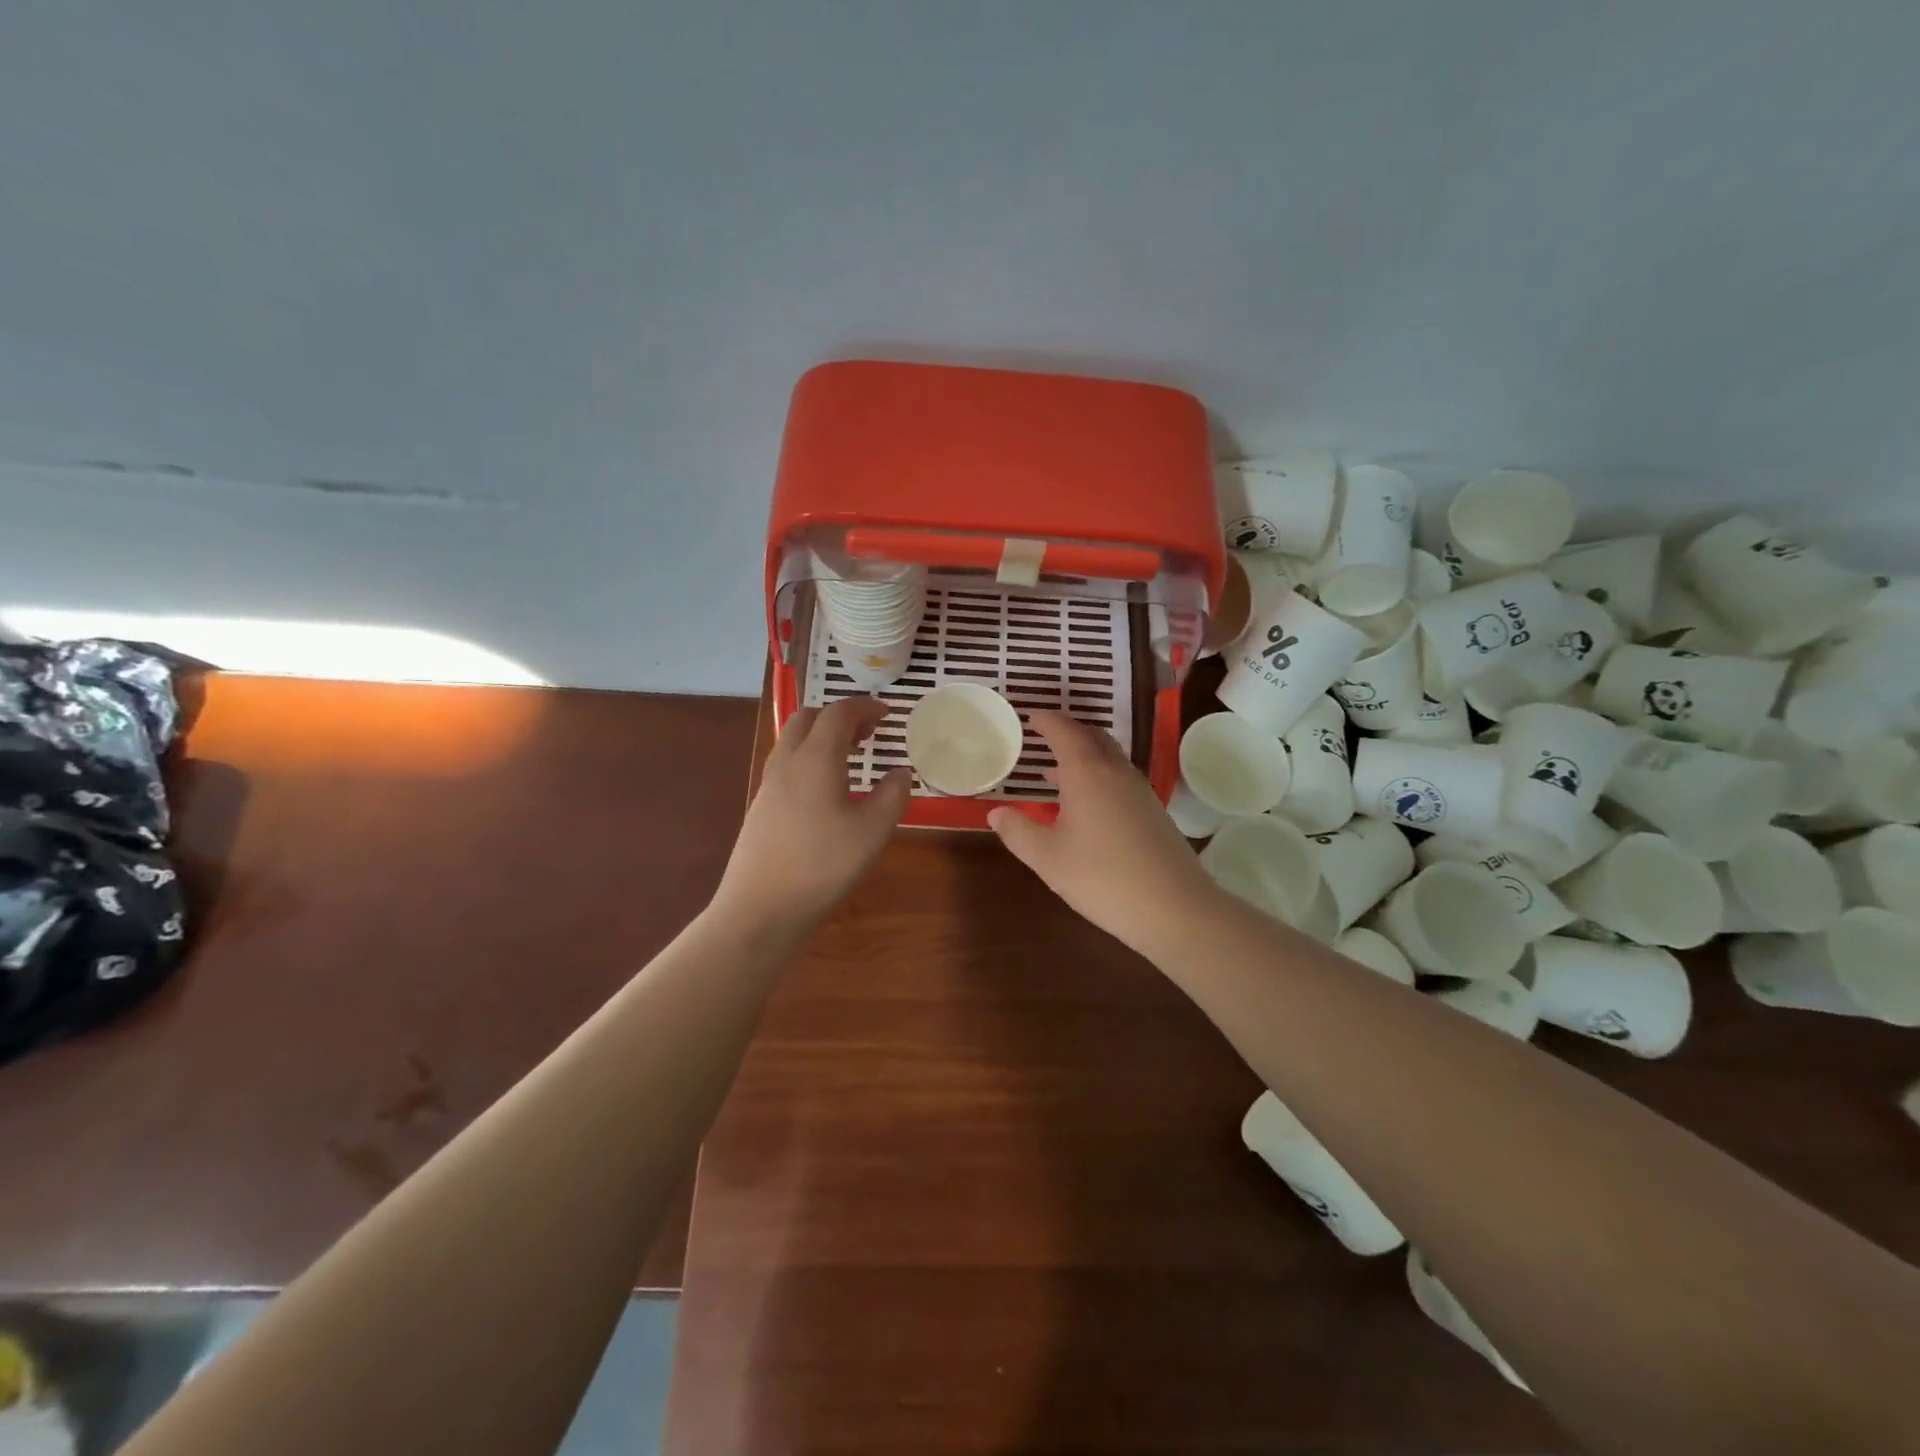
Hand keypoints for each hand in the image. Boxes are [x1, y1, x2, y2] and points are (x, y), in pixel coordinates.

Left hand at [715, 697, 910, 929]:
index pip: (838, 713)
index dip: (865, 707)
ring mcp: (769, 785)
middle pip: (809, 718)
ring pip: (794, 741)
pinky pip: (787, 765)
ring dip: (822, 737)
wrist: (760, 907)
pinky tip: (826, 790)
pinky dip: (810, 759)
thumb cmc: (823, 865)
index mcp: (816, 758)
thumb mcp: (872, 831)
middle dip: (840, 716)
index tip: (888, 713)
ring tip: (850, 757)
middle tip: (868, 732)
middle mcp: (787, 762)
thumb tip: (901, 772)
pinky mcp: (761, 807)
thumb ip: (892, 795)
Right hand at [987, 711, 1221, 958]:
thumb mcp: (1048, 858)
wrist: (1175, 908)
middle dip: (1068, 731)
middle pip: (1092, 737)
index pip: (1064, 732)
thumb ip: (1018, 831)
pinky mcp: (1153, 811)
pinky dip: (1098, 775)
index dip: (1046, 721)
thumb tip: (996, 812)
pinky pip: (1120, 778)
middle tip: (1044, 735)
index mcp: (1087, 773)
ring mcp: (1140, 791)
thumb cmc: (1102, 878)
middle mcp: (1116, 772)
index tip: (1031, 716)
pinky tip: (1086, 804)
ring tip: (1057, 771)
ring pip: (1109, 758)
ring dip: (1084, 755)